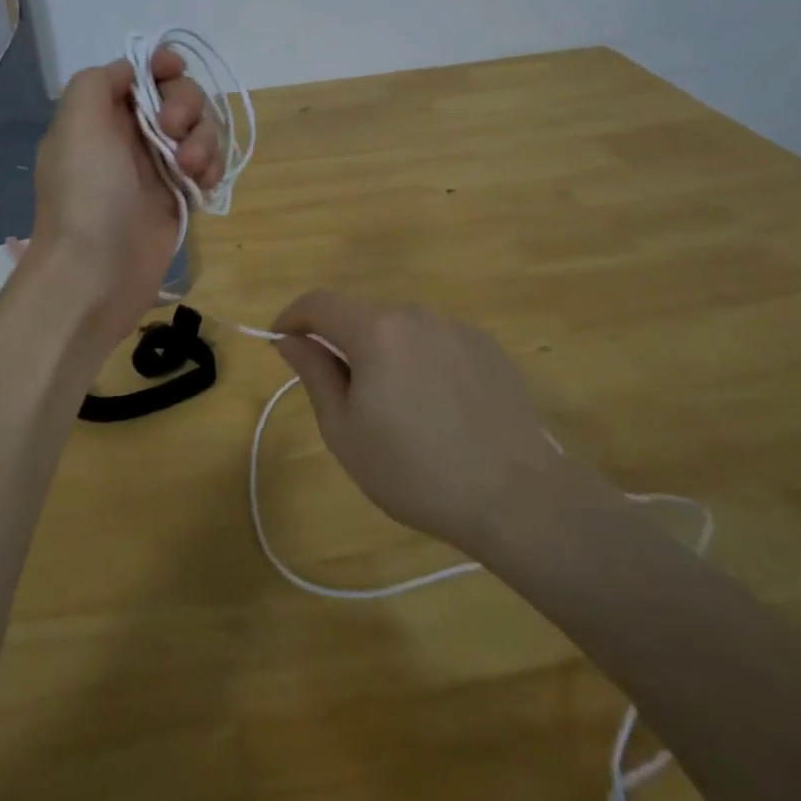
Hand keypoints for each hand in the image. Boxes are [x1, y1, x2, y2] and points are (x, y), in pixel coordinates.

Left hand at [28, 49, 222, 347]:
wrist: (96, 274)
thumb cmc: (87, 195)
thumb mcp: (77, 124)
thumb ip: (99, 82)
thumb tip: (130, 72)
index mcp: (100, 115)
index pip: (138, 74)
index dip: (160, 66)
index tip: (174, 70)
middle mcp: (129, 136)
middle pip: (176, 97)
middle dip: (186, 105)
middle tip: (174, 131)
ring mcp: (157, 167)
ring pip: (199, 131)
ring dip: (204, 140)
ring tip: (192, 170)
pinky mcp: (179, 196)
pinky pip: (208, 166)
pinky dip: (214, 168)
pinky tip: (206, 185)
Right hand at [269, 293, 613, 557]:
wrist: (518, 498)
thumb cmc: (416, 472)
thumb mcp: (345, 432)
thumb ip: (314, 374)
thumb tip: (289, 339)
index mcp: (377, 331)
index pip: (319, 303)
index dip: (293, 317)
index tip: (281, 342)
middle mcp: (417, 315)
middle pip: (363, 318)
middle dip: (342, 346)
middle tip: (345, 400)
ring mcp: (458, 329)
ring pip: (402, 332)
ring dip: (385, 356)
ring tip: (399, 414)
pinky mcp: (488, 348)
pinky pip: (437, 344)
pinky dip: (421, 364)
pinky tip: (440, 412)